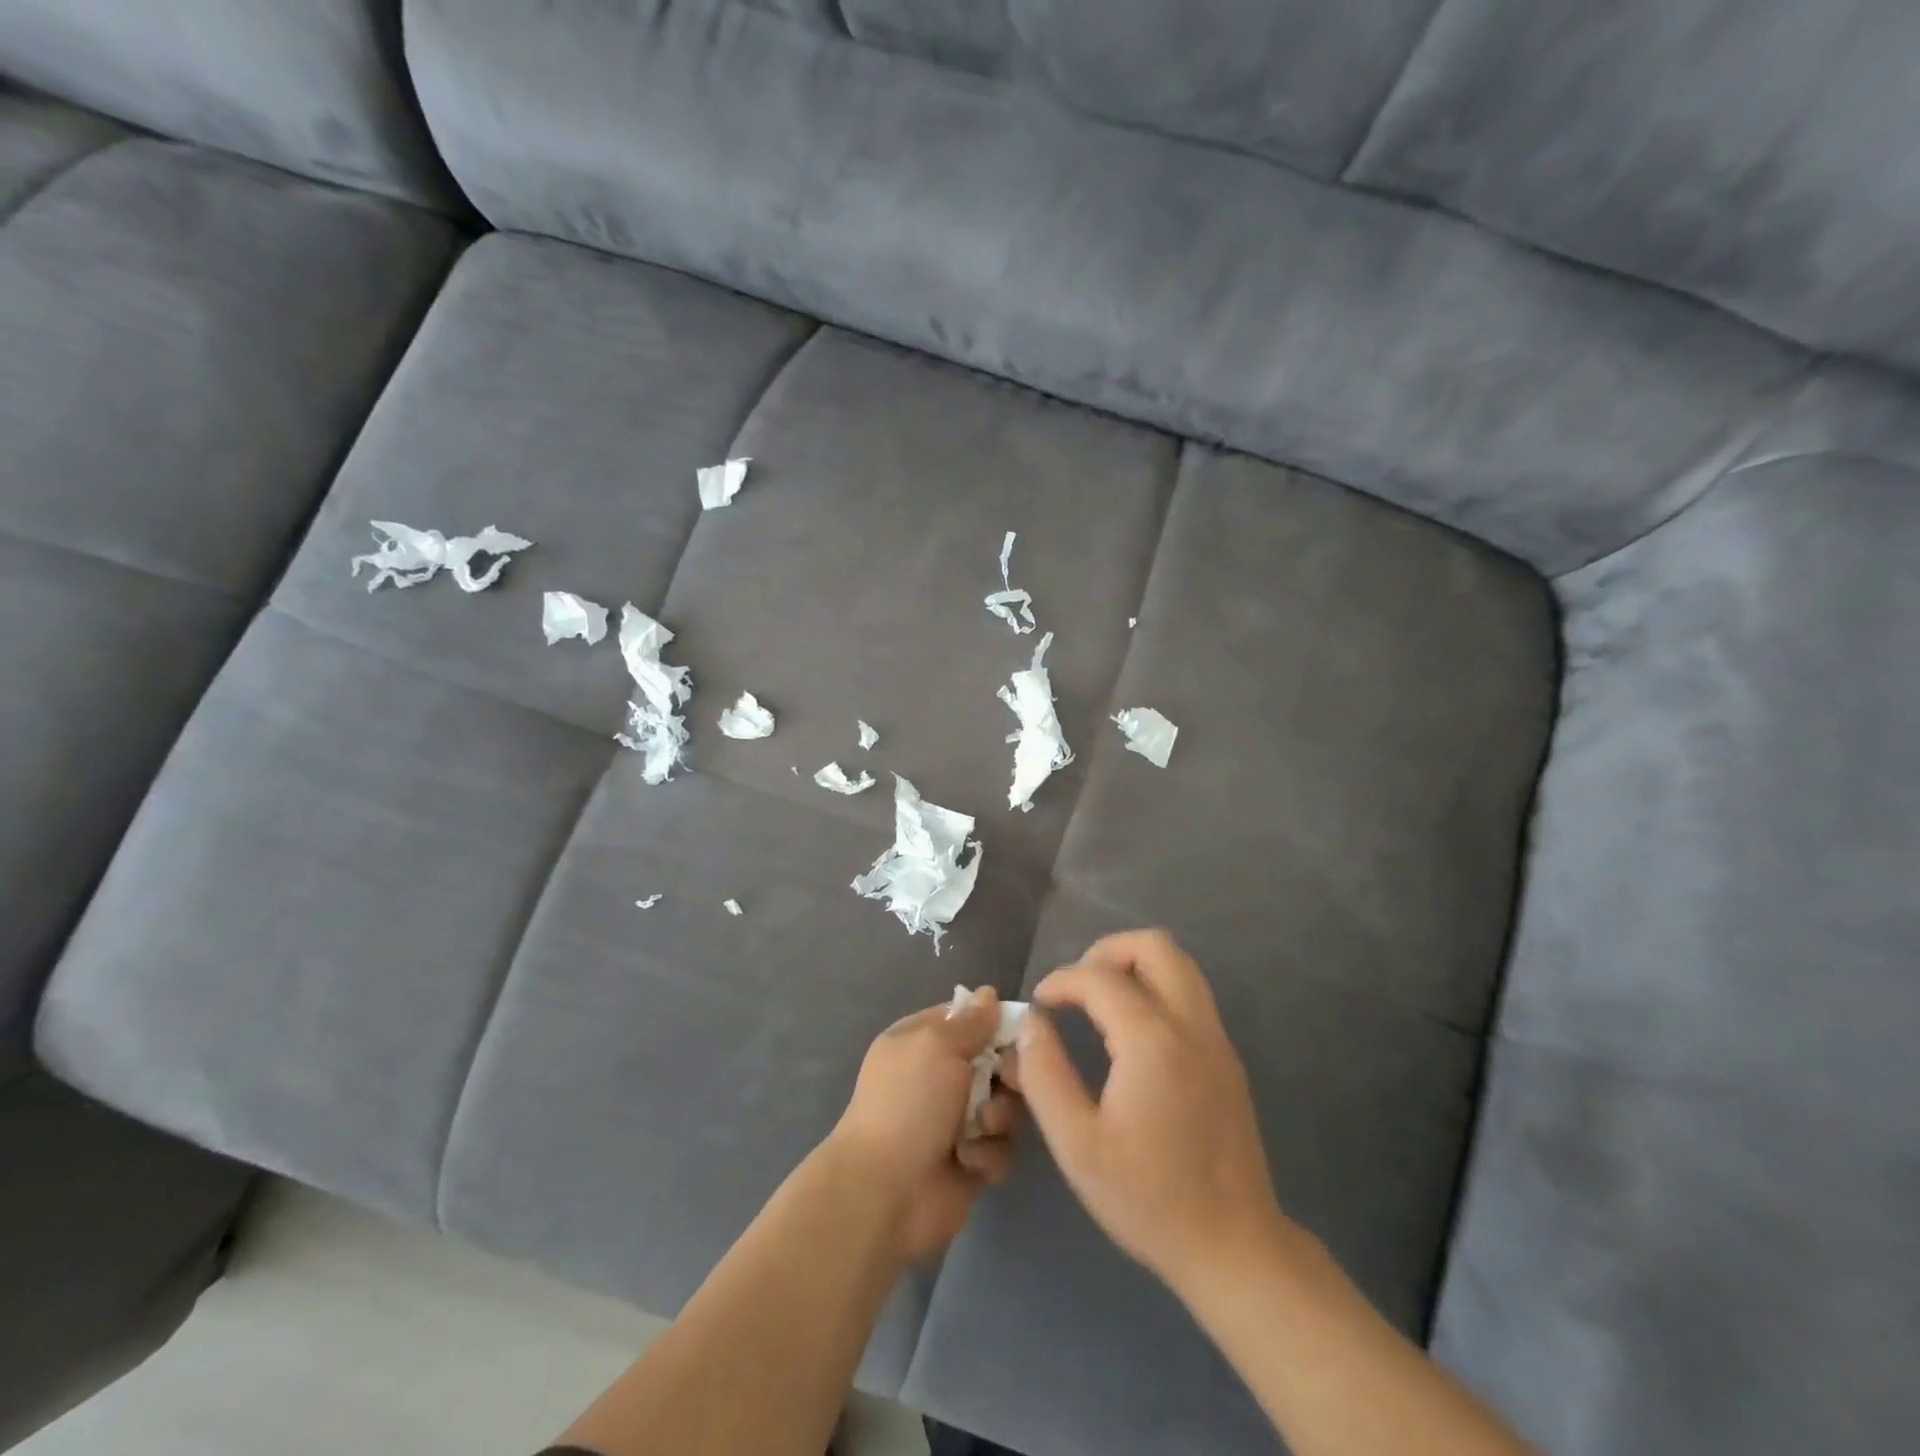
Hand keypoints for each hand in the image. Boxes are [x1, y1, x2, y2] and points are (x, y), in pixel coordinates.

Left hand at [828, 989, 1023, 1261]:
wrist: (887, 1191)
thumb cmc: (909, 1102)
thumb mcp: (937, 1045)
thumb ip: (970, 1021)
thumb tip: (988, 993)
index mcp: (920, 1042)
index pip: (966, 1018)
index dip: (993, 1022)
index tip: (1019, 1031)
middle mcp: (938, 1077)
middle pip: (995, 1061)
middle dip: (1007, 1074)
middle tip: (1010, 1083)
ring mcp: (955, 1120)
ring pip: (1005, 1104)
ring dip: (998, 1117)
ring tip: (981, 1129)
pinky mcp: (970, 1161)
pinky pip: (1000, 1146)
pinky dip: (989, 1154)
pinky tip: (970, 1162)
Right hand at [1008, 931, 1285, 1300]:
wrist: (1233, 1247)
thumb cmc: (1148, 1198)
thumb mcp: (1077, 1144)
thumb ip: (1045, 1074)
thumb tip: (1031, 1022)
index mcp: (1153, 1042)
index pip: (1101, 977)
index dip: (1062, 980)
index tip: (1039, 1003)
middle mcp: (1191, 1026)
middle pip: (1154, 946)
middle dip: (1107, 952)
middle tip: (1076, 987)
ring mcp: (1216, 1039)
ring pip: (1179, 964)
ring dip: (1134, 966)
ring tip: (1099, 1002)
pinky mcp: (1227, 1058)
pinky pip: (1190, 994)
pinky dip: (1155, 989)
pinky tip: (1130, 1033)